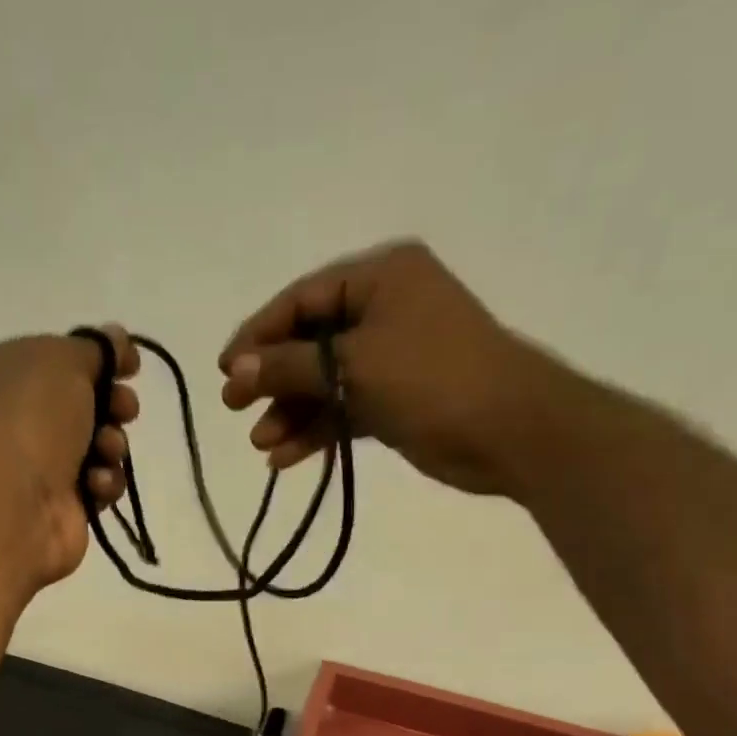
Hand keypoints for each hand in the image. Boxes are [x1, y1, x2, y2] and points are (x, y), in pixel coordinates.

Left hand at [0, 325, 140, 586]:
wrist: (15, 504)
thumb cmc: (31, 418)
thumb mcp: (64, 360)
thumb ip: (97, 347)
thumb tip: (117, 338)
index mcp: (0, 372)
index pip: (57, 358)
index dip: (98, 359)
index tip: (130, 365)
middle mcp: (14, 418)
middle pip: (83, 402)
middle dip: (113, 404)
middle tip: (124, 410)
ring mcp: (36, 465)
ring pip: (97, 445)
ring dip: (112, 444)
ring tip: (105, 451)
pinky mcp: (60, 505)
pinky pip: (98, 484)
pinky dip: (103, 482)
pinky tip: (94, 485)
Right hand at [218, 241, 590, 498]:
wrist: (509, 431)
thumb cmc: (433, 379)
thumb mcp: (354, 365)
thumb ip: (291, 365)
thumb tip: (236, 368)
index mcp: (380, 278)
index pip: (302, 300)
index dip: (259, 334)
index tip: (226, 371)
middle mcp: (383, 310)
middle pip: (309, 342)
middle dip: (272, 379)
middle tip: (234, 409)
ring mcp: (390, 358)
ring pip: (324, 382)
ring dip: (291, 412)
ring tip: (261, 444)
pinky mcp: (394, 400)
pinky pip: (343, 410)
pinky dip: (317, 431)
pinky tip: (286, 458)